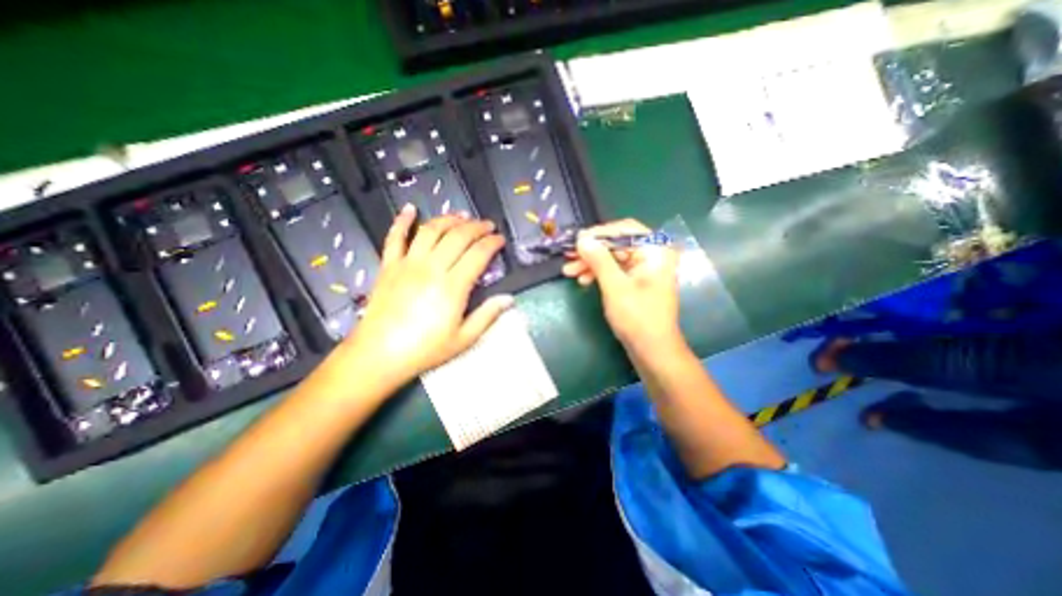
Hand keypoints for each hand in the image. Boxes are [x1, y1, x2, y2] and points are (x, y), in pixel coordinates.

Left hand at [336, 205, 510, 391]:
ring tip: (461, 216)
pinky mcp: (389, 265)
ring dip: (448, 219)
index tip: (501, 239)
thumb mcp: (464, 339)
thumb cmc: (425, 349)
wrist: (380, 354)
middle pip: (458, 236)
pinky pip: (394, 237)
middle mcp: (432, 268)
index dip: (492, 243)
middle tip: (487, 225)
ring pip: (431, 230)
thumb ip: (487, 316)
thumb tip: (509, 298)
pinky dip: (402, 221)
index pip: (478, 254)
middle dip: (476, 227)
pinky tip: (410, 209)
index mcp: (453, 286)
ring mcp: (408, 264)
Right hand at [564, 219, 679, 351]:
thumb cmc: (637, 317)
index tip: (576, 240)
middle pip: (617, 243)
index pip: (625, 229)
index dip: (599, 233)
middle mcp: (652, 255)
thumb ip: (599, 259)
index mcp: (655, 251)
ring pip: (613, 258)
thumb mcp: (615, 286)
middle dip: (591, 251)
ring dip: (591, 263)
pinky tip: (583, 281)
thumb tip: (582, 238)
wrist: (652, 350)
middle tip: (568, 256)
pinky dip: (599, 274)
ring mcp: (645, 269)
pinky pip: (616, 270)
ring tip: (569, 272)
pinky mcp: (637, 282)